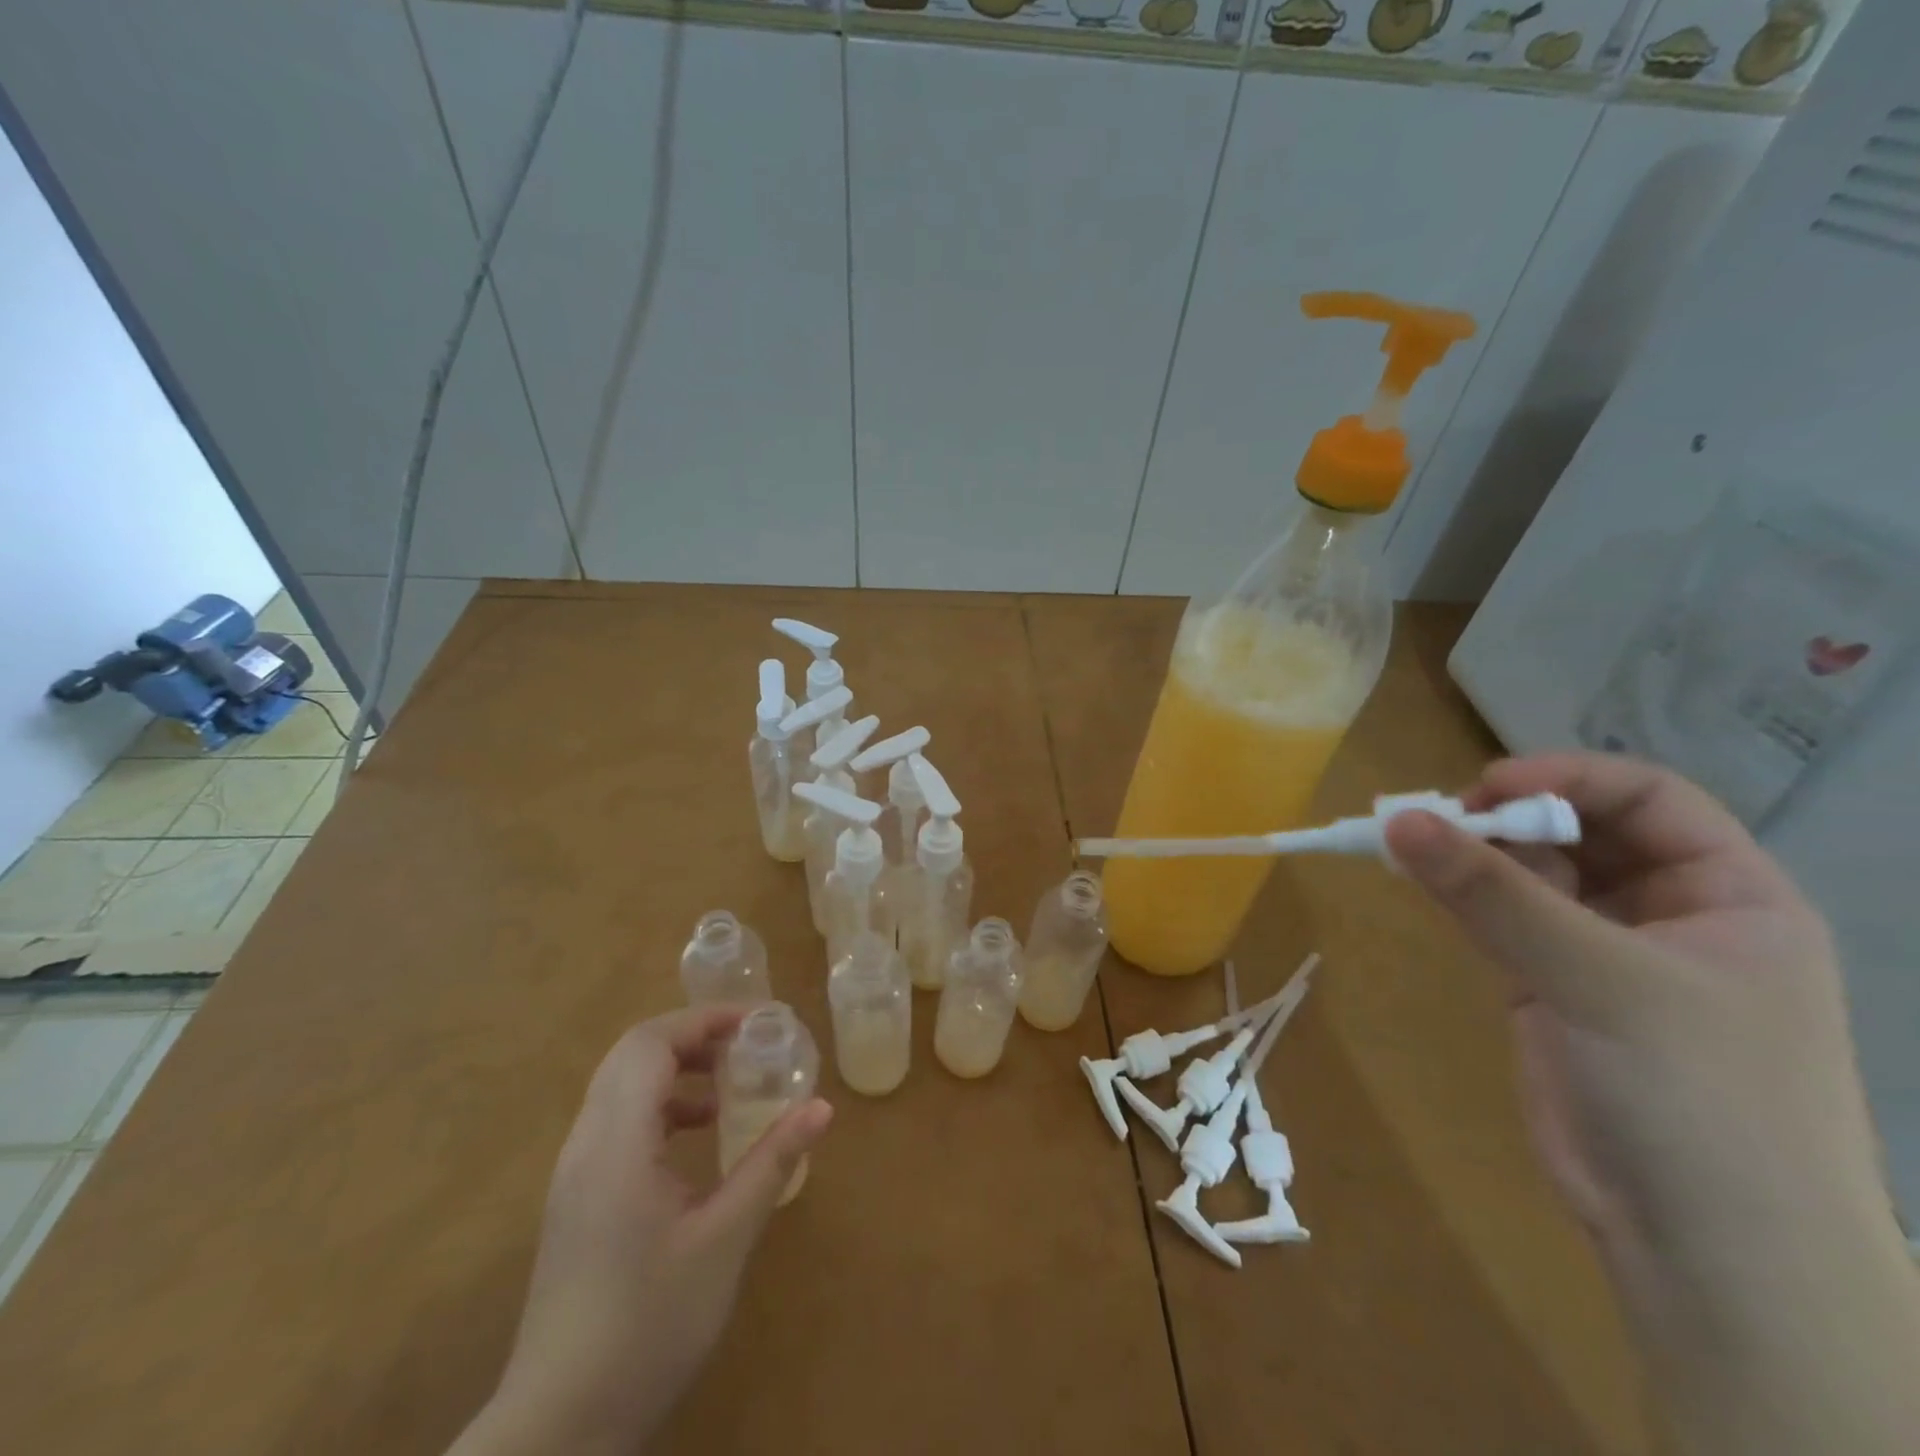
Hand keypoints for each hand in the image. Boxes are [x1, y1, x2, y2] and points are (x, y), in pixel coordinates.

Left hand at [451, 1007, 832, 1455]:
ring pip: (619, 1086)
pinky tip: (696, 1140)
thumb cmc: (649, 1325)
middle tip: (745, 1046)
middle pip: (631, 1055)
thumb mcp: (725, 1240)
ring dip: (673, 1070)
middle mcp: (586, 1144)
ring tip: (727, 1089)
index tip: (754, 1024)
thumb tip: (821, 1106)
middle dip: (690, 1037)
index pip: (650, 1044)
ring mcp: (574, 1173)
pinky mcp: (575, 1199)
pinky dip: (658, 1106)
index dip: (702, 1020)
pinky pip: (615, 1121)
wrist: (560, 1428)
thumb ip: (771, 1163)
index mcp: (616, 1143)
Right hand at [1387, 754, 1917, 1454]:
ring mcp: (1603, 951)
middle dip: (1509, 815)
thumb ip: (1495, 895)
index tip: (1485, 787)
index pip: (1650, 799)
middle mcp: (1669, 913)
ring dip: (1474, 854)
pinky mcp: (1548, 986)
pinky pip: (1501, 918)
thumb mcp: (1602, 982)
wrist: (1706, 1252)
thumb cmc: (1699, 1099)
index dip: (1569, 778)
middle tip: (1431, 818)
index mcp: (1730, 896)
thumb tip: (1399, 819)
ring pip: (1531, 874)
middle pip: (1581, 830)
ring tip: (1406, 841)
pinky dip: (1460, 894)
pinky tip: (1418, 878)